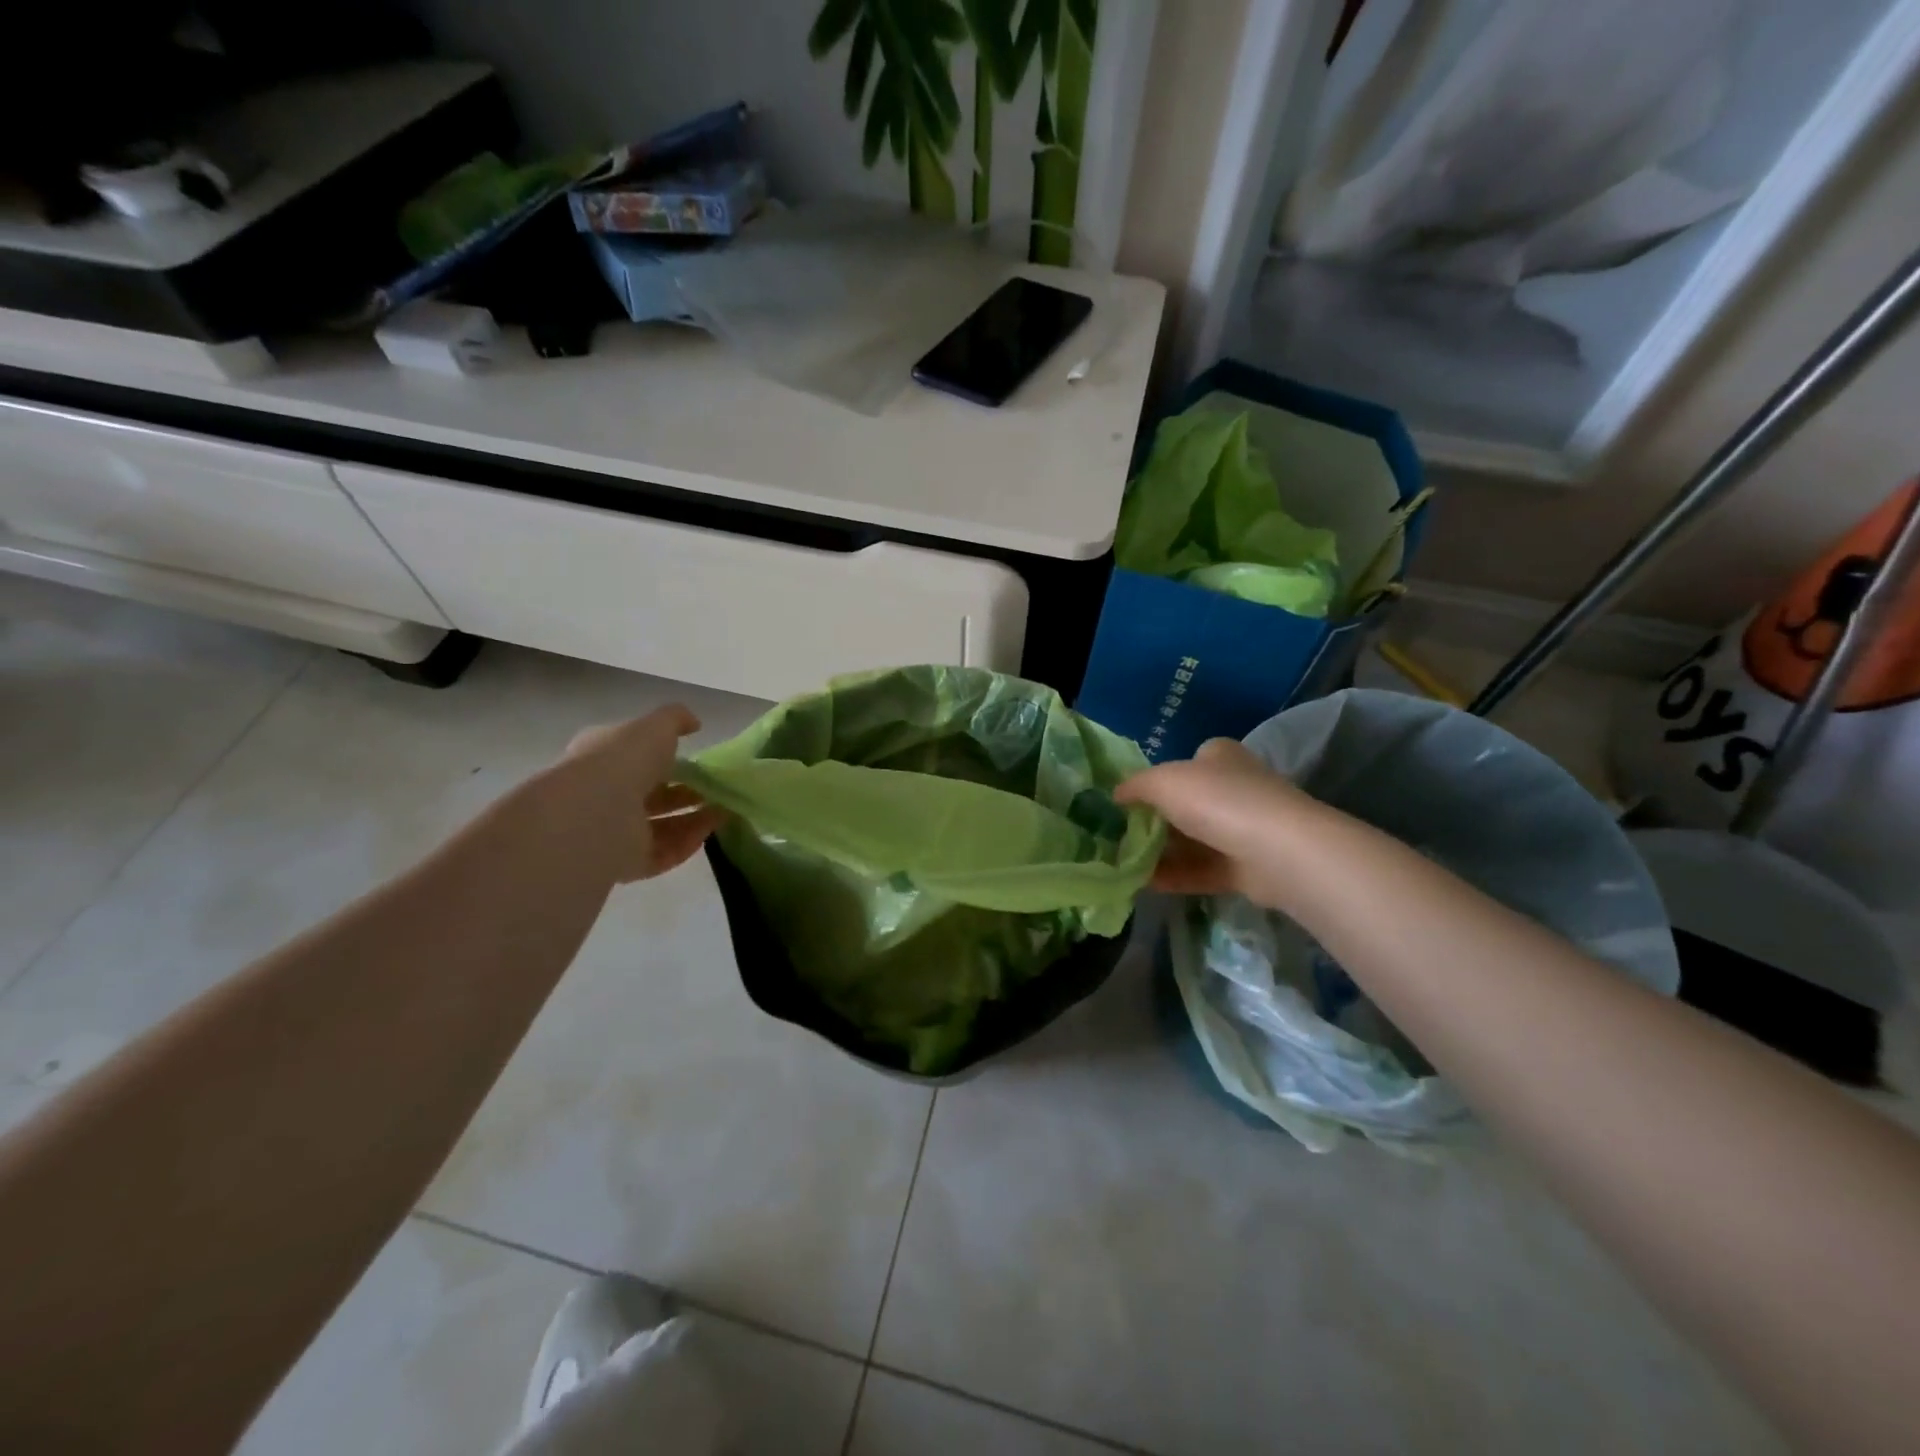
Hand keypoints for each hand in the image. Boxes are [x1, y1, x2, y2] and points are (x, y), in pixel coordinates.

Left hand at [545, 706, 724, 883]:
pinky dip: (687, 843)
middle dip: (687, 792)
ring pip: (661, 826)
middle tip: (719, 789)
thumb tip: (695, 723)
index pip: (636, 757)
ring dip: (694, 818)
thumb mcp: (655, 725)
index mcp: (603, 757)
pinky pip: (663, 853)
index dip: (667, 758)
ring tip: (726, 811)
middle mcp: (605, 794)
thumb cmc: (624, 760)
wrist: (596, 812)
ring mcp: (614, 831)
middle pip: (652, 794)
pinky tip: (710, 832)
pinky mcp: (626, 862)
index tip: (700, 760)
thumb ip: (676, 719)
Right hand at [1115, 738, 1317, 904]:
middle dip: (1155, 820)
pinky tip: (1143, 884)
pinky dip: (1174, 876)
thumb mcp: (1163, 782)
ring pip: (1193, 840)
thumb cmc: (1217, 801)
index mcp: (1220, 757)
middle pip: (1187, 803)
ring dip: (1161, 852)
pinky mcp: (1246, 868)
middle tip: (1120, 835)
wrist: (1277, 851)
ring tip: (1124, 864)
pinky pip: (1202, 870)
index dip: (1159, 777)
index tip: (1131, 799)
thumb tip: (1116, 795)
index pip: (1188, 760)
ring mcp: (1244, 829)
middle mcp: (1235, 788)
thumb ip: (1135, 786)